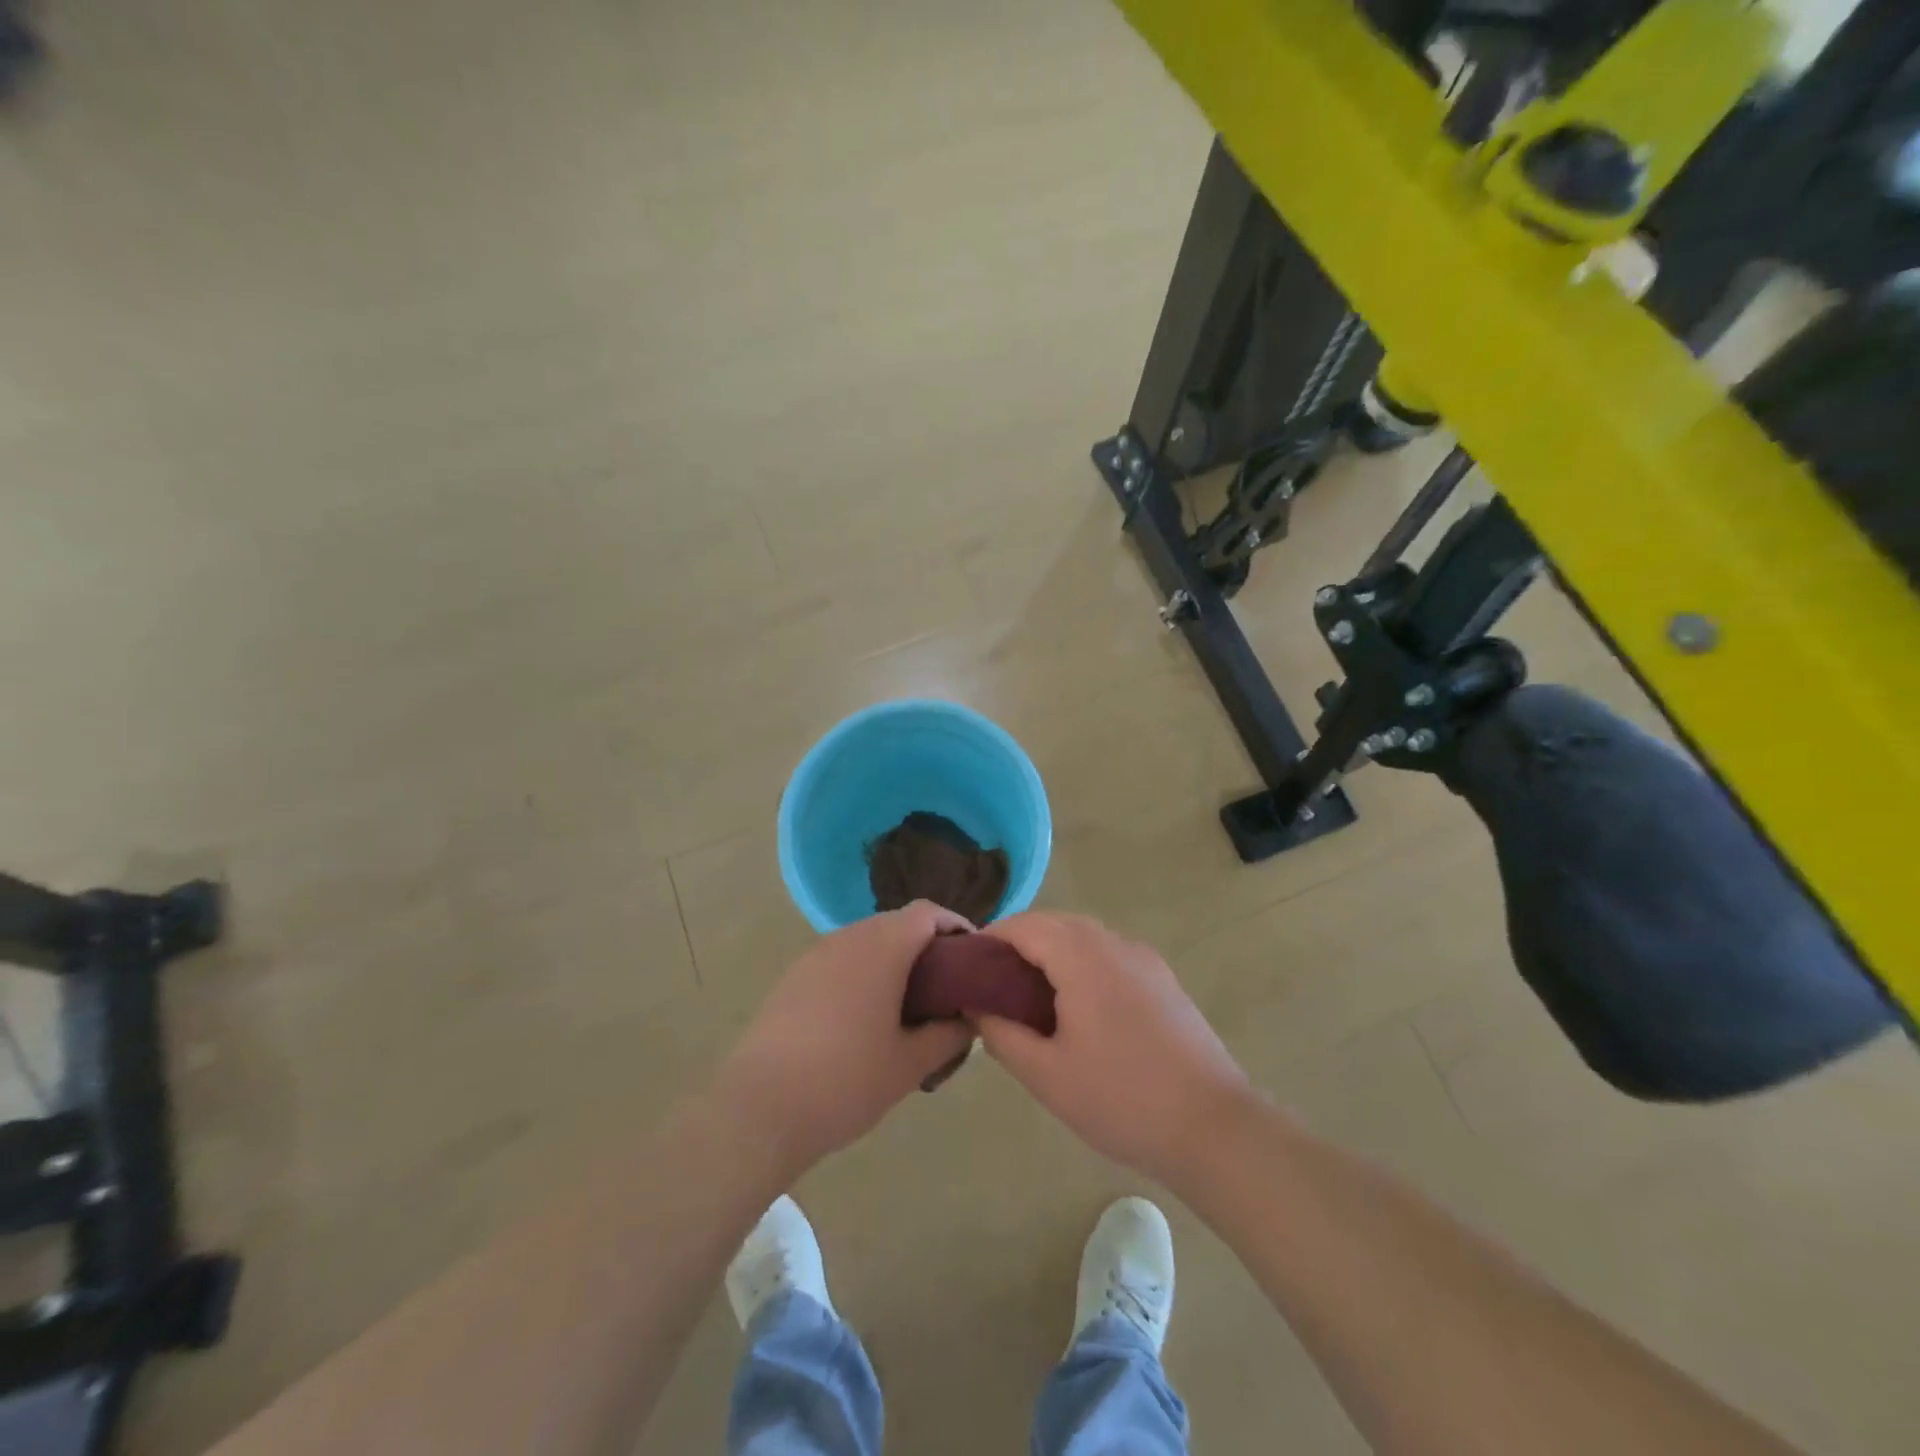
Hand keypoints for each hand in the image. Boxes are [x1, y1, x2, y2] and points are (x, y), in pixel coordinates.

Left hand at [718, 901, 974, 1176]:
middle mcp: (849, 937)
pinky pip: (840, 960)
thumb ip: (949, 1034)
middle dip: (927, 947)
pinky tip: (863, 1019)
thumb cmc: (846, 1081)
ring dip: (893, 961)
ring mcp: (816, 954)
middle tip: (946, 989)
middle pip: (898, 923)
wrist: (759, 1109)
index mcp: (883, 946)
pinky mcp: (793, 977)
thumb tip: (970, 1017)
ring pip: (867, 942)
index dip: (956, 927)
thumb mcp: (911, 1064)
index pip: (929, 912)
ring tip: (907, 1007)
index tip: (972, 959)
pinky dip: (862, 974)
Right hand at [976, 913, 1251, 1184]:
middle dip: (1020, 941)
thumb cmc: (1122, 1099)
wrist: (1213, 1127)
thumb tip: (978, 1007)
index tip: (967, 964)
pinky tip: (1077, 1005)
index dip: (991, 938)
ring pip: (1085, 936)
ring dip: (1052, 950)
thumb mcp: (1047, 1075)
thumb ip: (1002, 1035)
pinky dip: (1082, 962)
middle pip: (1056, 923)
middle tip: (993, 981)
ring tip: (1030, 993)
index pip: (1026, 925)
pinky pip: (1110, 954)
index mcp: (1083, 958)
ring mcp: (1144, 959)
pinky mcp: (1163, 979)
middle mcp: (1115, 944)